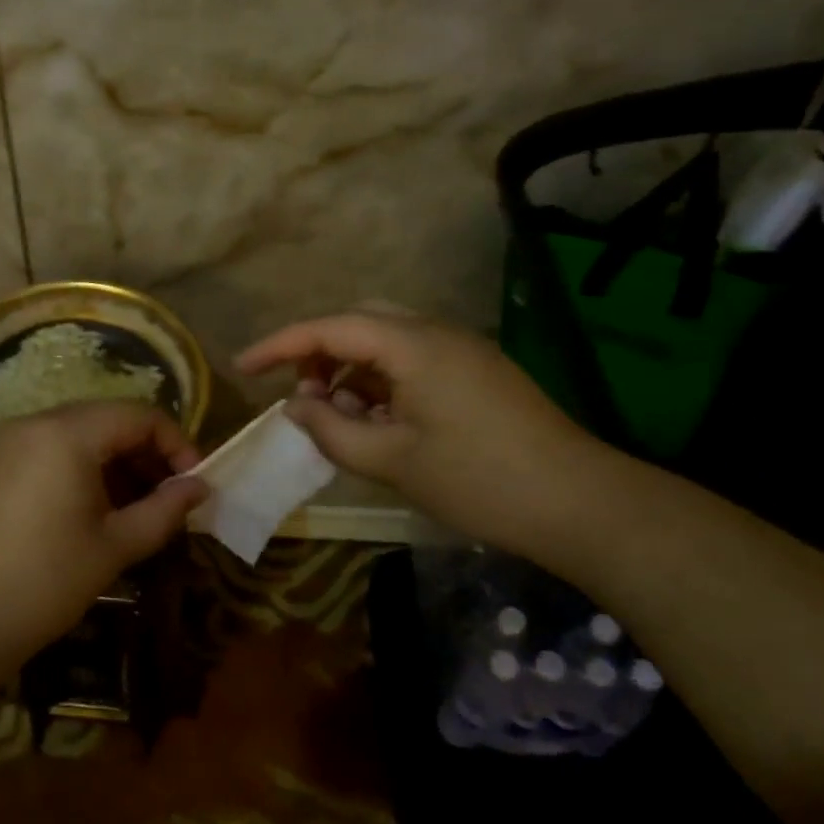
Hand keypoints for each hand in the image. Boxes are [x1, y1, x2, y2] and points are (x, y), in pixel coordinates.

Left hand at [0, 401, 207, 672]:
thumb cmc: (43, 582)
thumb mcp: (114, 547)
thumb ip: (164, 510)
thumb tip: (199, 488)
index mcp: (67, 433)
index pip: (138, 415)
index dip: (175, 444)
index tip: (193, 483)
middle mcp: (33, 423)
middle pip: (105, 420)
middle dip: (144, 453)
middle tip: (166, 497)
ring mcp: (4, 443)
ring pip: (74, 435)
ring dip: (112, 463)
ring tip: (132, 508)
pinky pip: (45, 452)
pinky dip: (77, 469)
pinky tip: (87, 512)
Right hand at [236, 310, 603, 556]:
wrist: (582, 504)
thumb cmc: (479, 481)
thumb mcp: (392, 460)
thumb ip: (332, 429)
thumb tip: (295, 406)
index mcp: (413, 344)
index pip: (329, 327)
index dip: (279, 345)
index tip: (242, 367)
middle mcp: (436, 332)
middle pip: (359, 320)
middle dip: (318, 349)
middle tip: (298, 390)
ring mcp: (462, 350)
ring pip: (387, 338)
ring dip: (350, 365)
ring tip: (335, 410)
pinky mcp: (477, 372)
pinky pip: (413, 359)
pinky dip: (381, 378)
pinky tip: (376, 417)